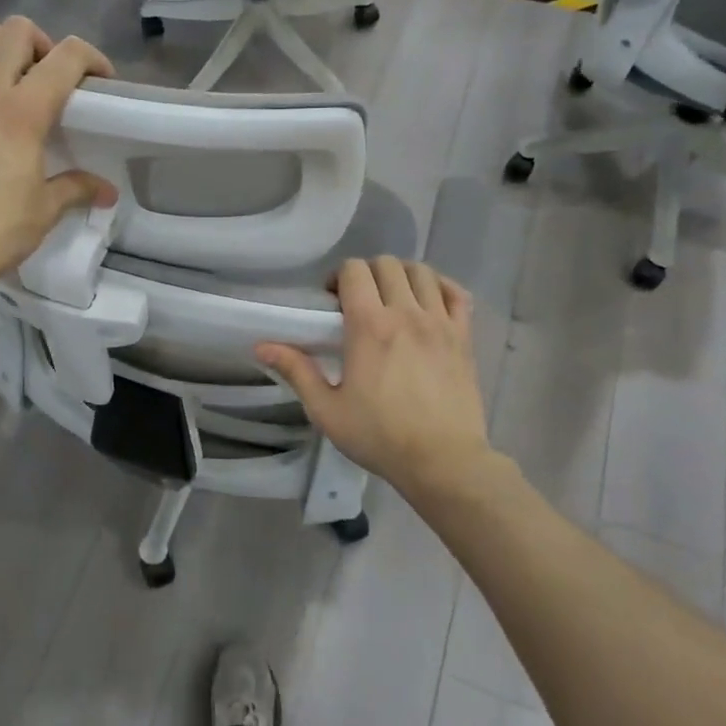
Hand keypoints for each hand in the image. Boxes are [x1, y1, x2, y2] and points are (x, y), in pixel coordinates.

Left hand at [0, 12, 116, 307]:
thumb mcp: (44, 210)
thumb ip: (77, 188)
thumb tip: (107, 190)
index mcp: (23, 113)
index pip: (66, 59)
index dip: (91, 58)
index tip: (98, 79)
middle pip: (18, 32)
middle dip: (43, 45)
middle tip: (47, 76)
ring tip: (6, 60)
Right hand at [256, 258, 490, 497]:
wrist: (443, 461)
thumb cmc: (380, 436)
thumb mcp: (327, 410)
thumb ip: (296, 371)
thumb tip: (261, 346)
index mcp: (369, 326)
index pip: (354, 271)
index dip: (339, 277)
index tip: (332, 302)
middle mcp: (406, 313)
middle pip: (387, 264)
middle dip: (367, 274)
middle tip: (358, 302)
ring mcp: (440, 323)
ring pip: (422, 272)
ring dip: (401, 276)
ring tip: (392, 300)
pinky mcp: (464, 337)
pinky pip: (457, 293)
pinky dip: (440, 287)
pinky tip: (428, 302)